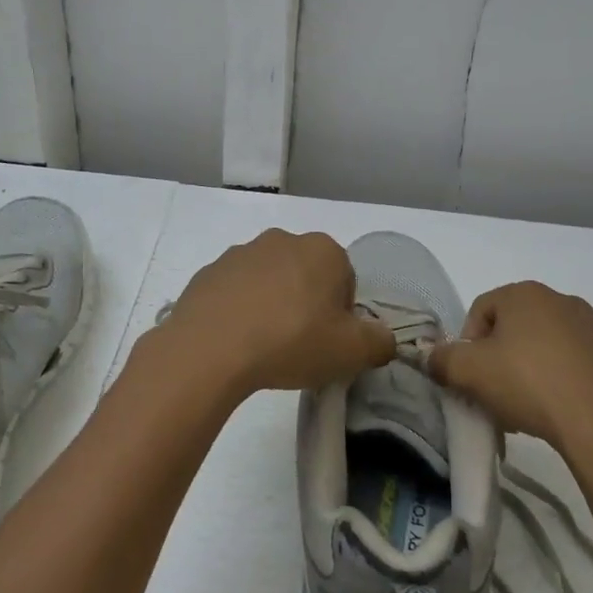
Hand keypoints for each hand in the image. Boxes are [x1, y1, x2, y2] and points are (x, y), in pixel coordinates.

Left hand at [144, 230, 395, 402]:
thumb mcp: (351, 352)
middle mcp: (282, 240)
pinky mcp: (209, 271)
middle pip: (307, 275)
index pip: (345, 280)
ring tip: (263, 346)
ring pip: (269, 281)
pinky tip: (235, 341)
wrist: (210, 348)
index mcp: (323, 250)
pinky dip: (239, 310)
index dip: (341, 315)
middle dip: (306, 304)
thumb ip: (379, 342)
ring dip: (271, 305)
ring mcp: (241, 252)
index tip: (327, 342)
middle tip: (299, 345)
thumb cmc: (291, 342)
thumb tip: (383, 338)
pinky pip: (235, 291)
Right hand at [429, 281, 592, 452]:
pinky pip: (577, 367)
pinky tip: (560, 412)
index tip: (470, 377)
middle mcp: (562, 301)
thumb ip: (442, 360)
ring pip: (547, 347)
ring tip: (528, 409)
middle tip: (495, 394)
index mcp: (525, 293)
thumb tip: (431, 357)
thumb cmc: (530, 384)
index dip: (467, 344)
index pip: (481, 310)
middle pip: (515, 328)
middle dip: (500, 359)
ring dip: (531, 372)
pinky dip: (563, 383)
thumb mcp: (470, 373)